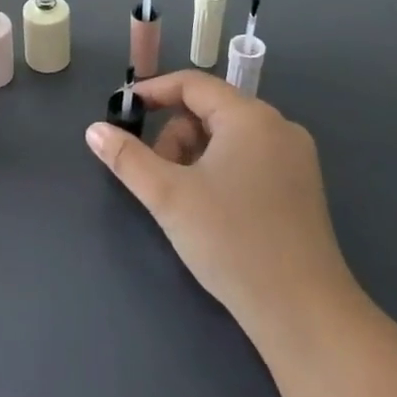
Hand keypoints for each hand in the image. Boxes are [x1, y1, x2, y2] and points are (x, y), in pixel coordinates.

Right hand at [86, 72, 359, 350]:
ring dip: (195, 155)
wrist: (303, 313)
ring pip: (228, 137)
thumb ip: (127, 158)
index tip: (124, 113)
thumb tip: (94, 130)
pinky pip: (248, 158)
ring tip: (183, 199)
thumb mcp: (168, 196)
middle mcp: (279, 128)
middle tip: (157, 176)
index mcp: (250, 118)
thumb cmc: (231, 241)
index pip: (193, 84)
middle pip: (210, 110)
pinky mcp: (301, 187)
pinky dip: (219, 170)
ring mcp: (295, 159)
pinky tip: (210, 208)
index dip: (153, 92)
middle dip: (175, 135)